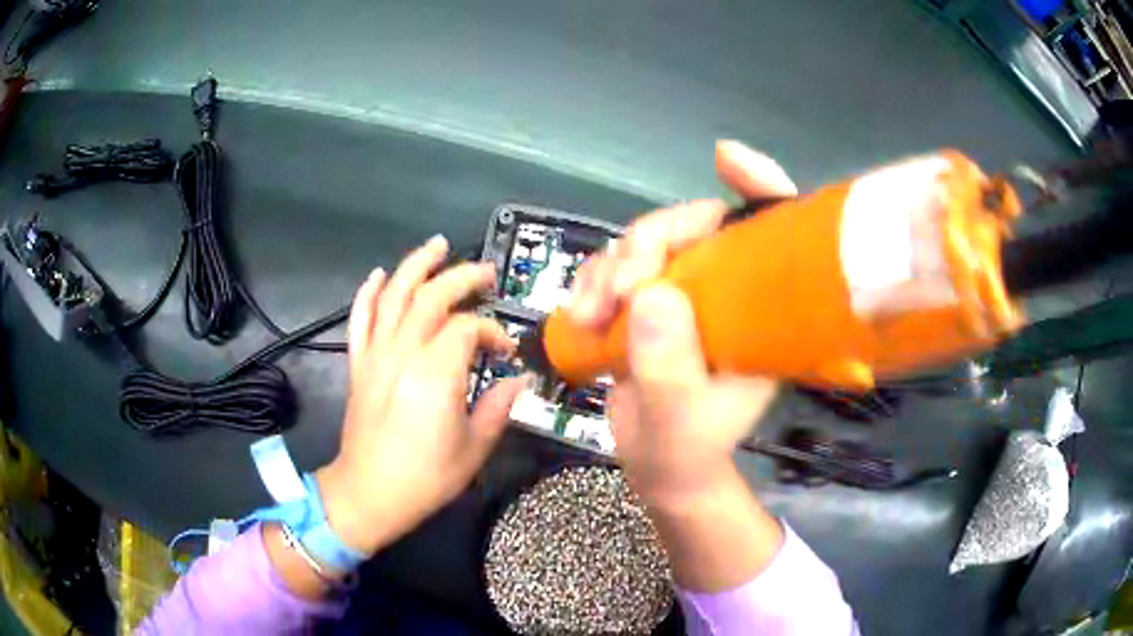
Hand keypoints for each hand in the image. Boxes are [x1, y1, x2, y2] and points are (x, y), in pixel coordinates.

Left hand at [316, 236, 527, 555]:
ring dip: (415, 265)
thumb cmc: (426, 477)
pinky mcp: (359, 364)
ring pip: (393, 296)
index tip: (506, 354)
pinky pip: (359, 319)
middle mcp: (403, 353)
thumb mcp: (474, 448)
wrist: (369, 493)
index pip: (469, 329)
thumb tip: (520, 379)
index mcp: (435, 373)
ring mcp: (376, 355)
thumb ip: (499, 407)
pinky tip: (379, 275)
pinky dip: (368, 293)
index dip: (493, 333)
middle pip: (432, 297)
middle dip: (462, 278)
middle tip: (486, 273)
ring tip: (437, 245)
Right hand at [571, 141, 794, 505]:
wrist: (661, 469)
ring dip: (609, 268)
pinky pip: (614, 269)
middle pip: (693, 226)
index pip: (775, 234)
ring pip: (645, 243)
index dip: (760, 188)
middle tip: (620, 287)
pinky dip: (591, 283)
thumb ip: (669, 366)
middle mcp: (725, 291)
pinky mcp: (644, 305)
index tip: (726, 160)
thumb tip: (649, 294)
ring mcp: (682, 294)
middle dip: (649, 243)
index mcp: (760, 312)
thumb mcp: (681, 421)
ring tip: (589, 315)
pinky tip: (580, 316)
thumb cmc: (688, 451)